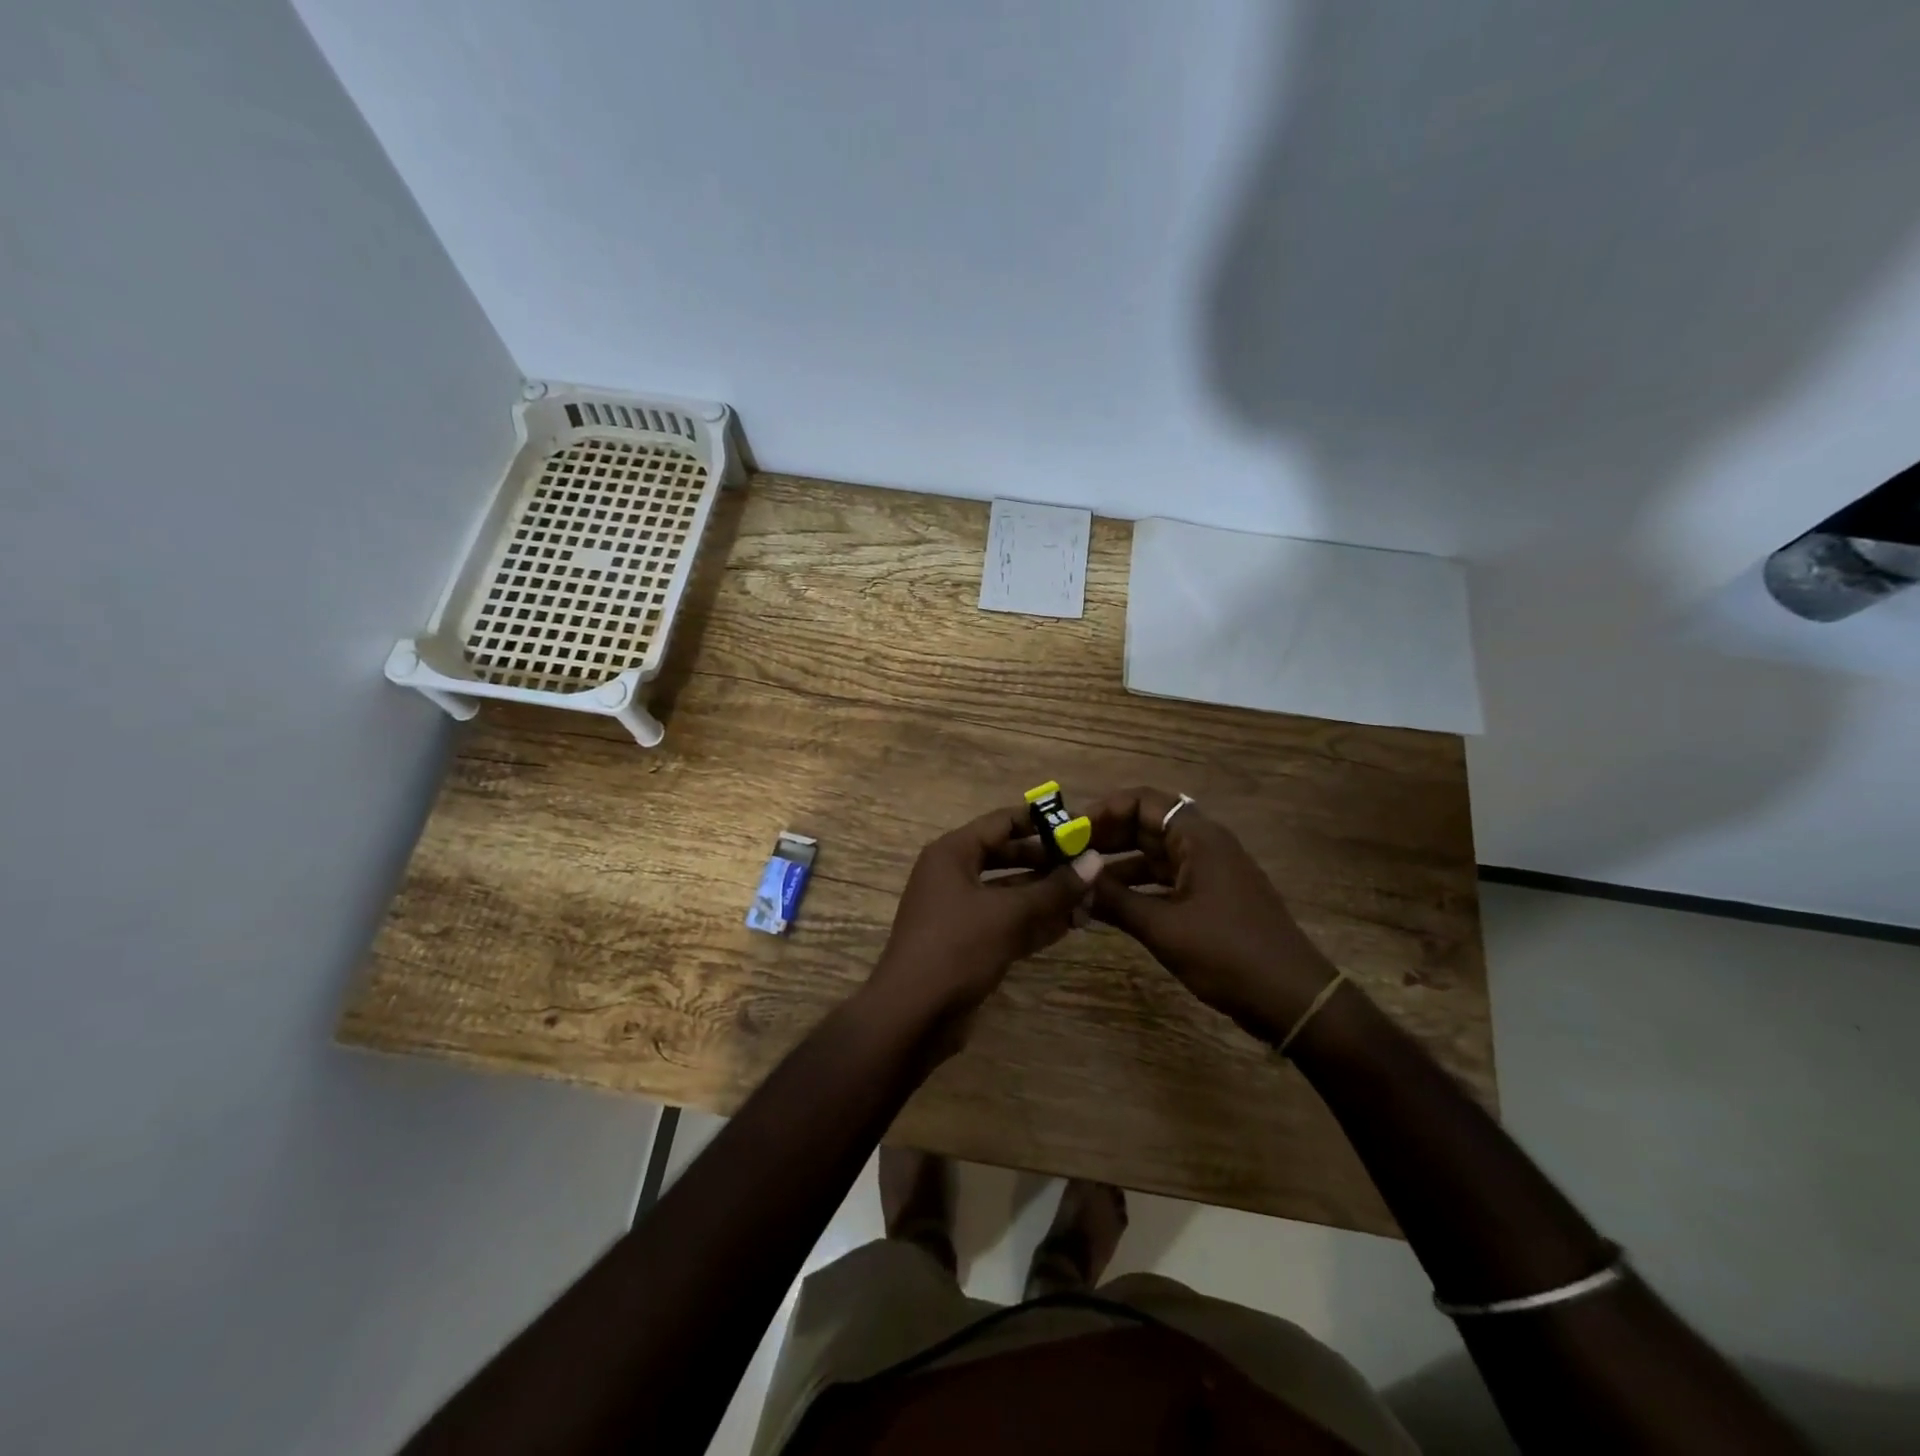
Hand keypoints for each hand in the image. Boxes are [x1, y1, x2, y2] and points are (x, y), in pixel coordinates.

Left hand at [861, 806, 1089, 1047]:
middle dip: (1049, 863)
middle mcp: (954, 874)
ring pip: (1010, 892)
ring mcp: (959, 910)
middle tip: (1091, 865)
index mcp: (953, 853)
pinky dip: (1034, 922)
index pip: (1002, 822)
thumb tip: (1095, 860)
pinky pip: (1006, 921)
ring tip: (1090, 898)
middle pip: (1007, 856)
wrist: (912, 1016)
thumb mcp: (1010, 914)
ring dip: (1047, 896)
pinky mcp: (968, 943)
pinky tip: (1070, 925)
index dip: (1041, 821)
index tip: (1080, 825)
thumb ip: (1054, 888)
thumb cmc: (957, 948)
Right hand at [1084, 788, 1337, 1043]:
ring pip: (1154, 855)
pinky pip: (1165, 880)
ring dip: (1118, 865)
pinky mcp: (1211, 898)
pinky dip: (1137, 888)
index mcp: (1198, 838)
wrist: (1292, 1000)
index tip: (1072, 833)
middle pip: (1146, 825)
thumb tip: (1072, 881)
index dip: (1104, 810)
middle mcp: (1204, 845)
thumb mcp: (1163, 927)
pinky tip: (1109, 906)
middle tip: (1067, 857)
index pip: (1143, 801)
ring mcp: (1210, 872)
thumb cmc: (1228, 954)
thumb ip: (1115, 900)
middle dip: (1106, 837)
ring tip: (1080, 882)